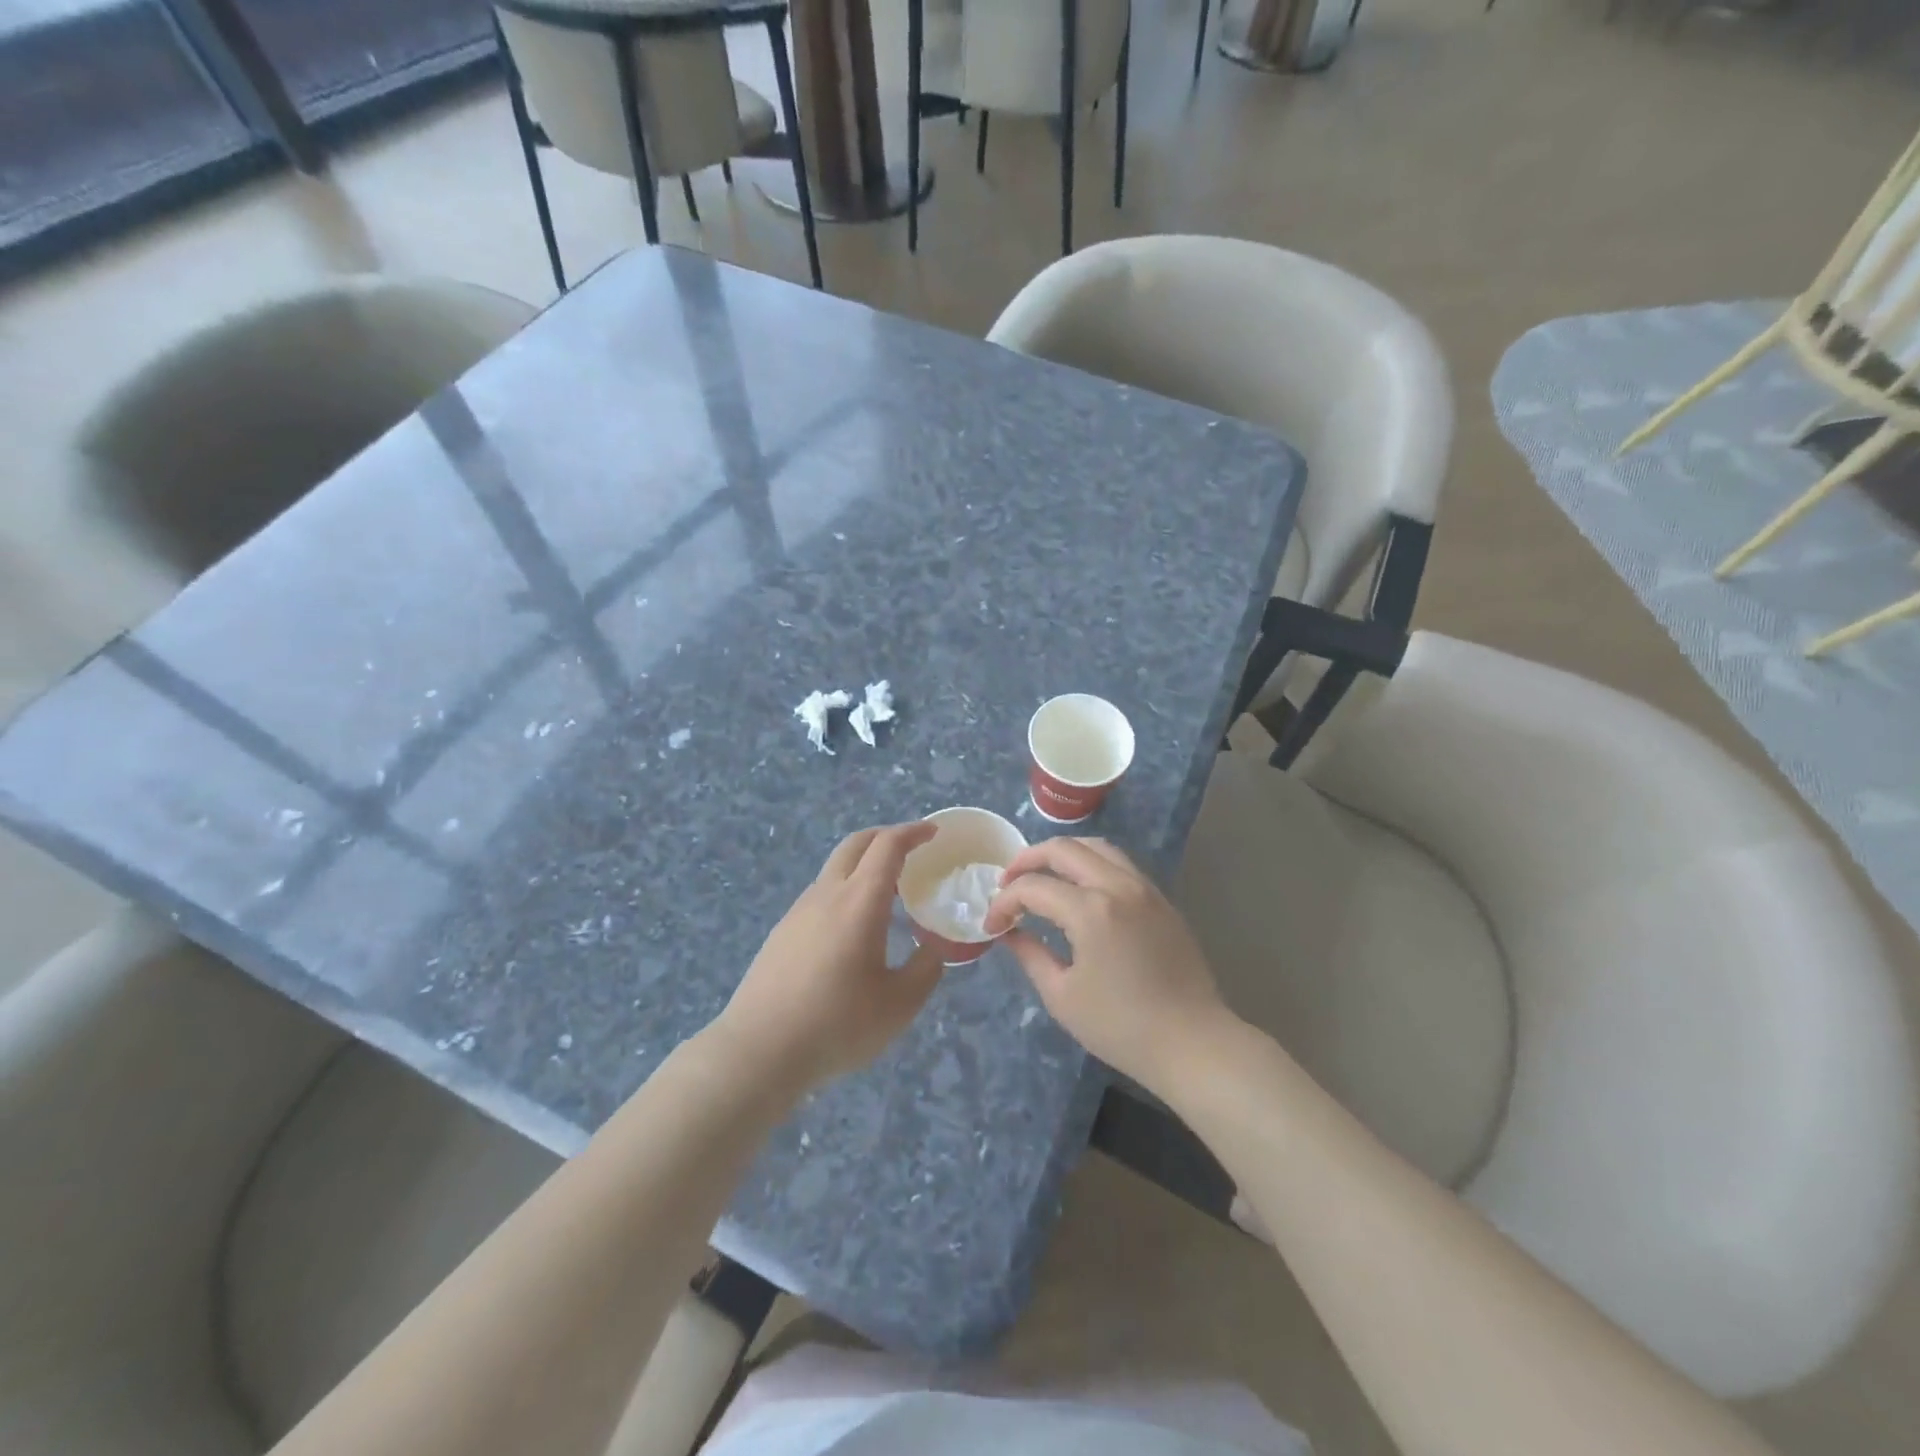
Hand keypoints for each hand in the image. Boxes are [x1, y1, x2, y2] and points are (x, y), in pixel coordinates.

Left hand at [713, 822, 944, 1094]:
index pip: (888, 846)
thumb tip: (932, 949)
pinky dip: (844, 891)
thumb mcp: (899, 1005)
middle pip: (856, 844)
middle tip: (911, 849)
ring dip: (863, 865)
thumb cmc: (837, 1024)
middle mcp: (827, 894)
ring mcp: (798, 912)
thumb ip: (924, 970)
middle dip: (885, 836)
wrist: (759, 1051)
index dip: (913, 832)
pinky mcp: (781, 933)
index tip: (933, 832)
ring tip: (887, 893)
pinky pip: (819, 895)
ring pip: (834, 869)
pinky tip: (852, 928)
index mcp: (860, 901)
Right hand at [986, 837, 1232, 1094]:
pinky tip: (1080, 889)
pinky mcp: (1161, 900)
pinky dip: (1092, 864)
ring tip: (1043, 876)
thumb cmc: (1121, 1027)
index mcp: (1090, 910)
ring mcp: (1144, 889)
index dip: (1005, 902)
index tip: (992, 925)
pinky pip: (1120, 864)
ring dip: (1063, 855)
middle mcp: (1118, 886)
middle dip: (1027, 861)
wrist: (1192, 1043)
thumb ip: (1030, 954)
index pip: (1033, 887)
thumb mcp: (1062, 996)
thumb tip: (1009, 932)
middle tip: (1008, 883)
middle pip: (1064, 849)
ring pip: (1097, 847)